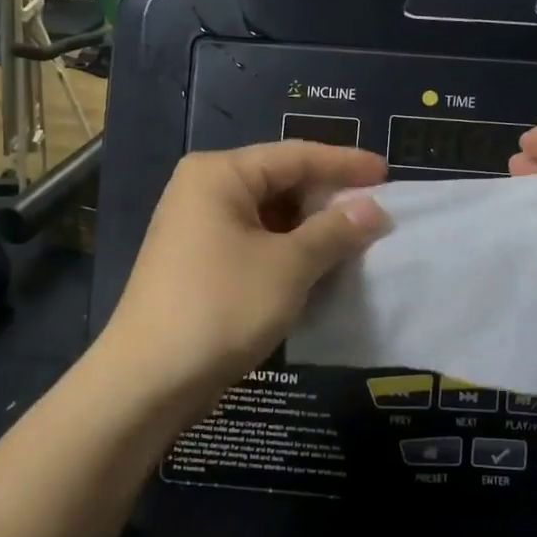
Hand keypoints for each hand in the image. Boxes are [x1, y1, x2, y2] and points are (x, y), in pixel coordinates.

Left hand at [100, 142, 388, 420]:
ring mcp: (197, 229)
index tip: (387, 174)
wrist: (149, 380)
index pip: (295, 156)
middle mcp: (204, 192)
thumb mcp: (289, 266)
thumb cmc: (221, 307)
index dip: (345, 164)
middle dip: (328, 200)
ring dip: (311, 231)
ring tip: (355, 244)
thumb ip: (335, 232)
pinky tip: (319, 269)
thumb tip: (374, 209)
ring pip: (269, 218)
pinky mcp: (199, 264)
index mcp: (220, 175)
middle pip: (280, 183)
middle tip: (375, 214)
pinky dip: (288, 254)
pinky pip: (255, 245)